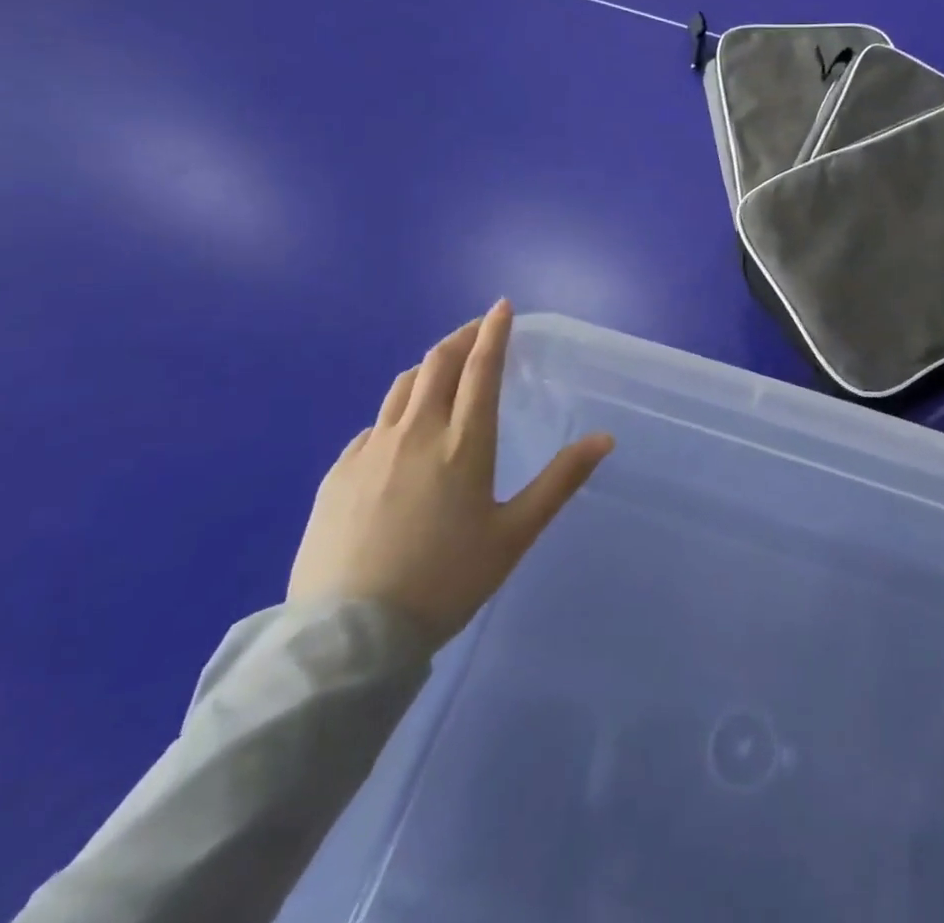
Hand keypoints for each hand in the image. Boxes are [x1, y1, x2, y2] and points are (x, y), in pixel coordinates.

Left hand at [288, 300, 612, 645]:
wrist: (349, 636)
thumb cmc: (446, 582)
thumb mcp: (515, 534)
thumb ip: (561, 481)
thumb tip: (605, 438)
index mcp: (464, 442)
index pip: (481, 368)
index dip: (494, 332)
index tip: (502, 307)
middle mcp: (416, 432)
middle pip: (437, 364)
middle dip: (461, 338)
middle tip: (478, 330)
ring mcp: (370, 450)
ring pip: (402, 387)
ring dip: (428, 367)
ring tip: (442, 370)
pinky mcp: (338, 474)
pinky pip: (373, 425)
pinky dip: (396, 411)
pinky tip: (400, 433)